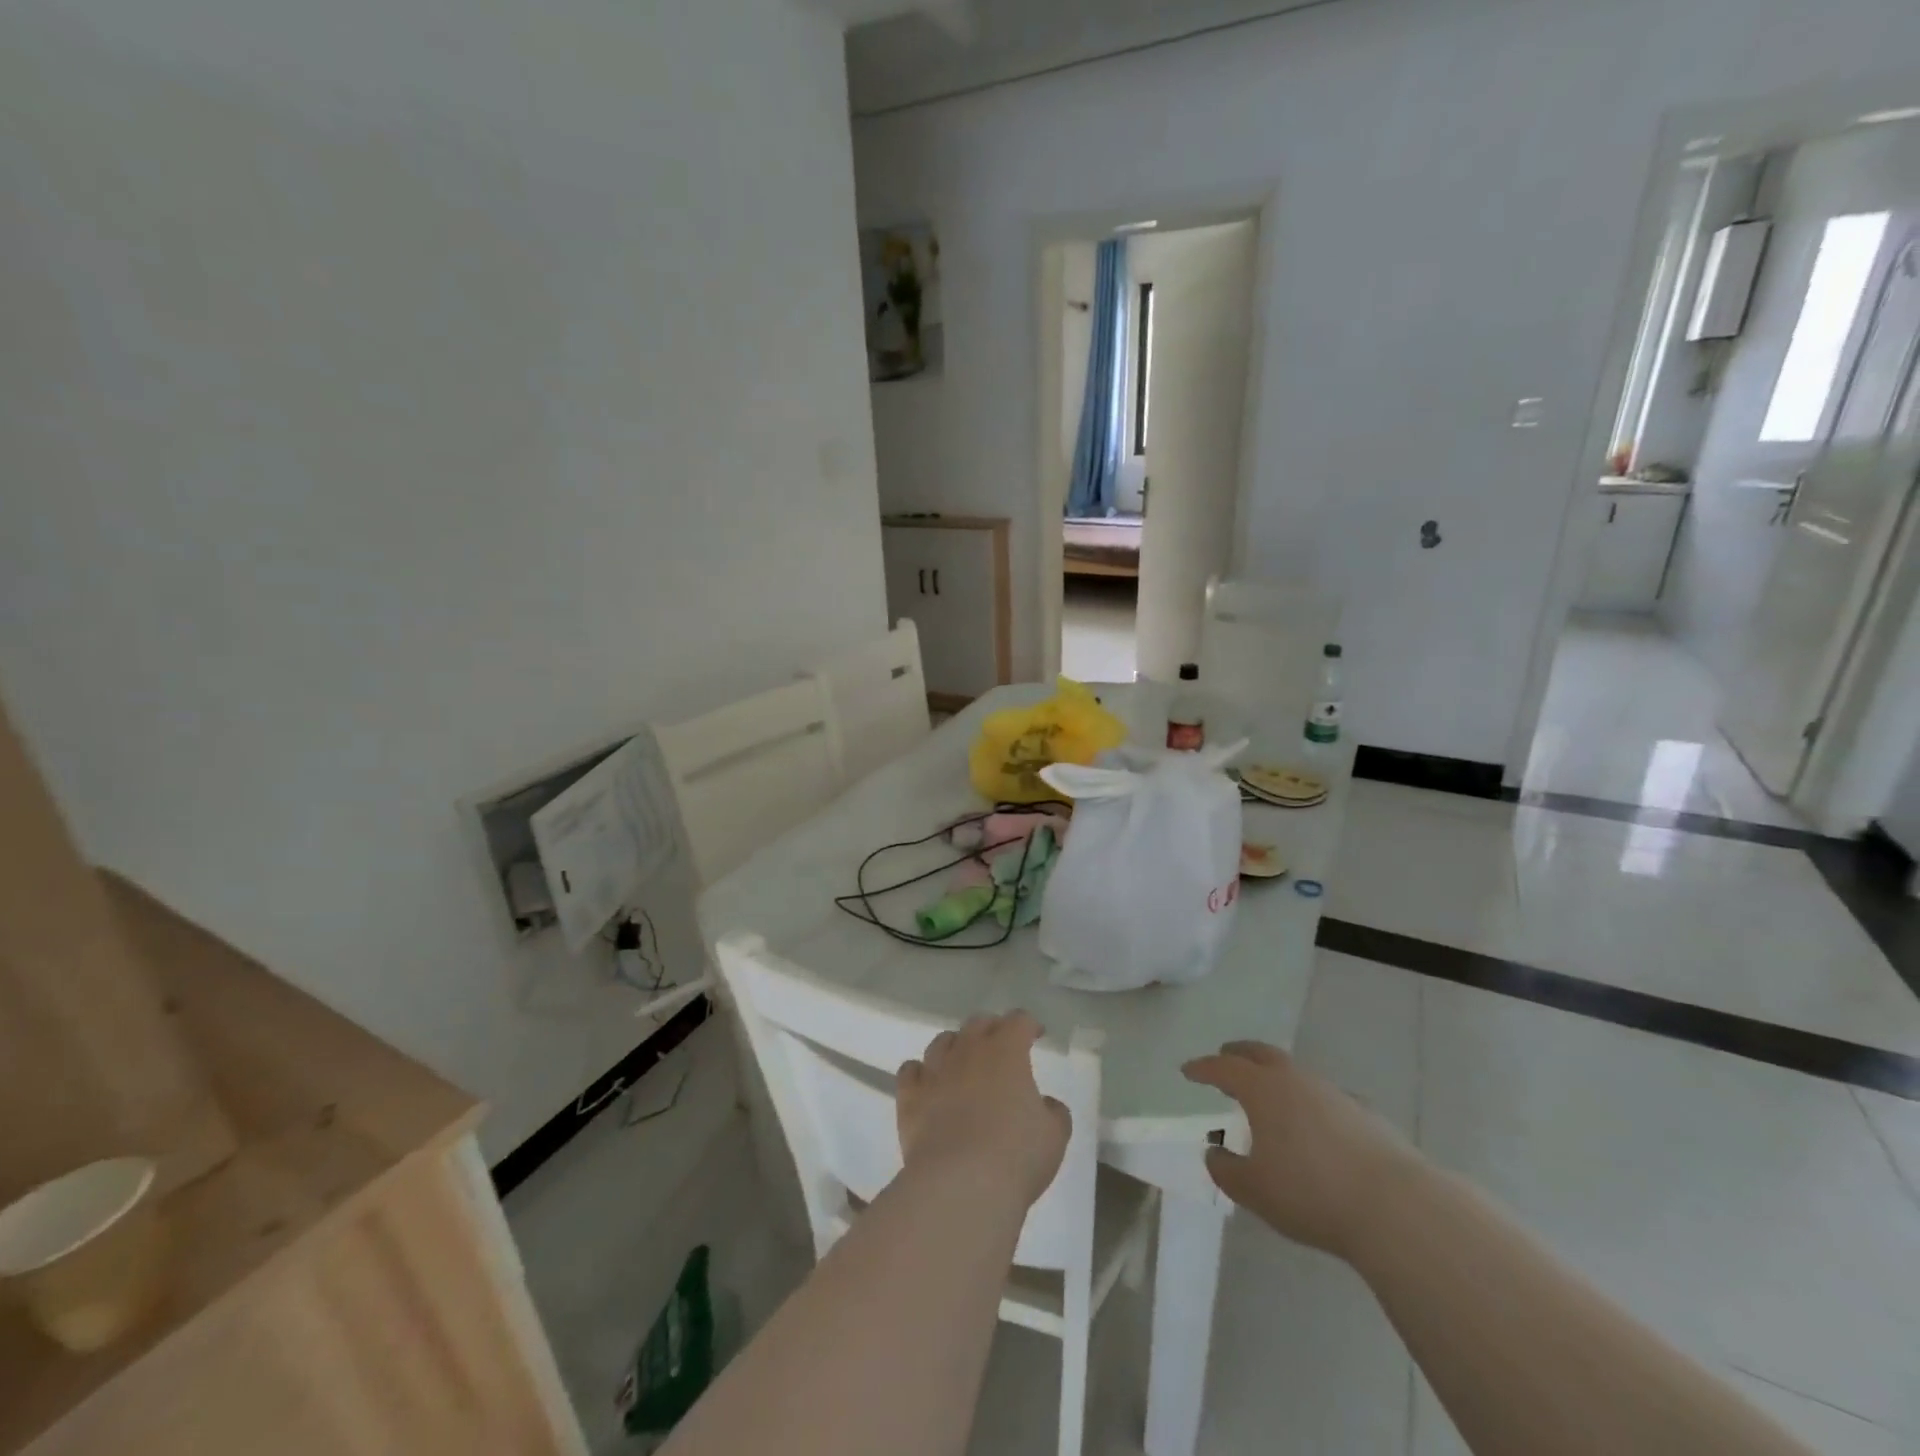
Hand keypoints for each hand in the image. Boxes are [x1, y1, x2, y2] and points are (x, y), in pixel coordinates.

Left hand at [897, 1012, 1071, 1208]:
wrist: (960, 1184)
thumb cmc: (1016, 1156)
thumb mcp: (1054, 1136)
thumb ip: (1054, 1113)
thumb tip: (1046, 1104)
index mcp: (1007, 1051)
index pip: (1018, 1021)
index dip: (1028, 1024)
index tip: (1035, 1034)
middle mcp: (968, 1051)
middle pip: (978, 1023)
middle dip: (992, 1029)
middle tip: (1001, 1046)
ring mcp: (935, 1072)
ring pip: (942, 1042)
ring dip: (955, 1045)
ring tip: (962, 1060)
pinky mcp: (910, 1097)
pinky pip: (910, 1072)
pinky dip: (920, 1073)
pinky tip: (927, 1083)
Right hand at [1183, 1040, 1418, 1258]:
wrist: (1396, 1208)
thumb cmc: (1310, 1193)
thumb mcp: (1253, 1190)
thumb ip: (1226, 1169)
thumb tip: (1215, 1153)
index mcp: (1262, 1089)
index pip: (1223, 1068)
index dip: (1203, 1068)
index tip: (1187, 1070)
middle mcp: (1296, 1079)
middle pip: (1260, 1054)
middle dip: (1239, 1054)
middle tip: (1225, 1058)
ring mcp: (1334, 1093)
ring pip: (1296, 1073)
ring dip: (1276, 1077)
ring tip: (1269, 1095)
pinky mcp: (1365, 1114)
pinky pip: (1326, 1097)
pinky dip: (1310, 1102)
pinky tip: (1315, 1124)